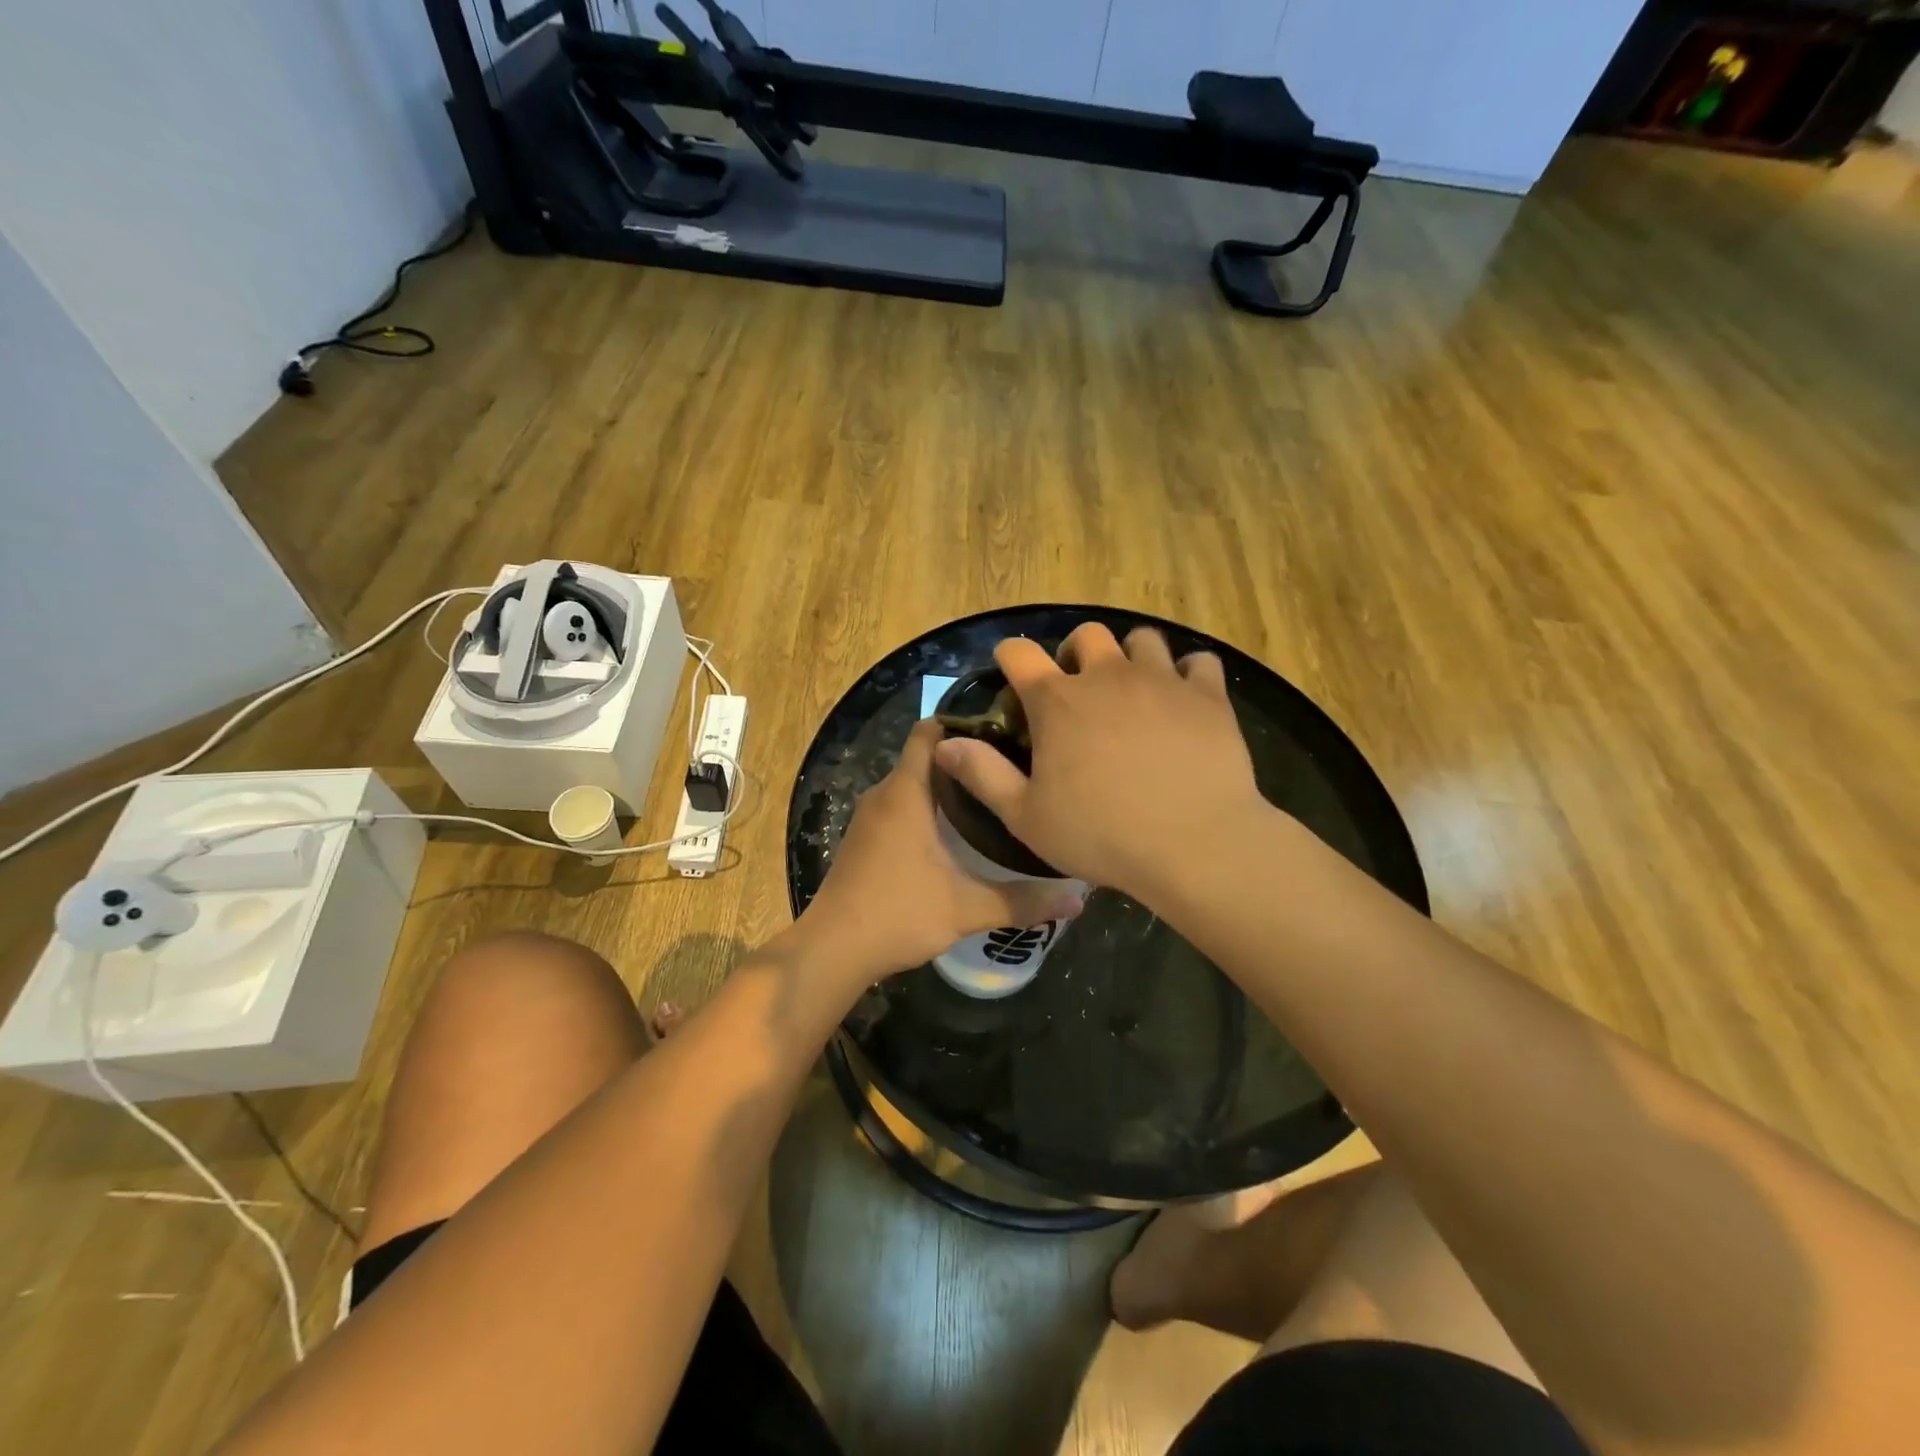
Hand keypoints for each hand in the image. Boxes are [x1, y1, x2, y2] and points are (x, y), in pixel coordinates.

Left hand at [798, 719, 1086, 984]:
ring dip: (948, 788)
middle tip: (1014, 769)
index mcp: (906, 792)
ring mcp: (870, 818)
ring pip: (914, 785)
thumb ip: (1023, 900)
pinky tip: (959, 834)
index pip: (930, 730)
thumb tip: (1079, 900)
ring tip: (995, 798)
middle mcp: (884, 794)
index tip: (1005, 731)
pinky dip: (929, 810)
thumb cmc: (898, 913)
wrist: (832, 950)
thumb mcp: (967, 908)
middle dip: (967, 760)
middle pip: (927, 757)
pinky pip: (901, 807)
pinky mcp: (865, 840)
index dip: (965, 723)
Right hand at [931, 624, 1264, 901]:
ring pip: (1142, 639)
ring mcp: (1161, 680)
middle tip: (1079, 689)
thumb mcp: (1026, 816)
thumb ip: (982, 775)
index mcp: (1057, 701)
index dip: (1010, 656)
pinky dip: (1188, 675)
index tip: (1011, 671)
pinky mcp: (1207, 695)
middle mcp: (1106, 676)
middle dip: (1076, 652)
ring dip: (1131, 657)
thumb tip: (944, 744)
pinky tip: (1185, 700)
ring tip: (1133, 690)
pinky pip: (1199, 662)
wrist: (1194, 843)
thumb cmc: (1100, 834)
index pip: (1018, 653)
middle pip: (1086, 635)